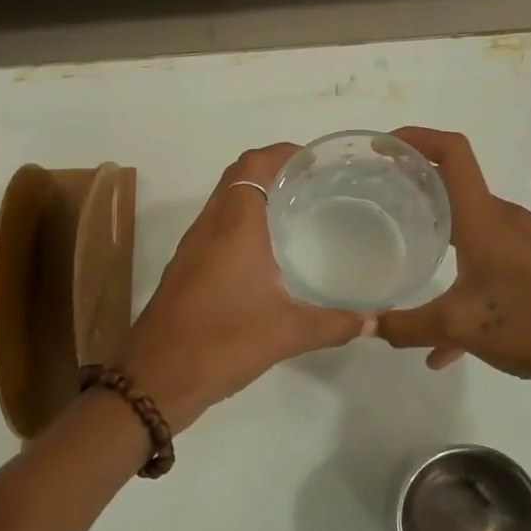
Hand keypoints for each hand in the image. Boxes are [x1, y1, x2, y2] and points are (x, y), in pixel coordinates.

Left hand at [115, 144, 372, 431]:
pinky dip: (241, 223)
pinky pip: (216, 227)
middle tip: (314, 183)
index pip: (254, 165)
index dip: (283, 153)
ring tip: (297, 210)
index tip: (316, 160)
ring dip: (255, 195)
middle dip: (273, 170)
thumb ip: (334, 324)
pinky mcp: (185, 268)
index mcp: (235, 226)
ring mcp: (193, 247)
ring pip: (224, 202)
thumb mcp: (287, 334)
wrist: (156, 378)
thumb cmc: (223, 343)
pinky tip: (267, 252)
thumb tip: (373, 320)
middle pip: (238, 177)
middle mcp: (210, 226)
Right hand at [375, 128, 530, 408]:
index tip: (381, 149)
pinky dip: (460, 280)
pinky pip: (485, 260)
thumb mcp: (457, 326)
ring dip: (435, 233)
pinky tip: (444, 343)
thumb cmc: (529, 325)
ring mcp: (521, 242)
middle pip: (455, 184)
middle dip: (415, 186)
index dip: (416, 139)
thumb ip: (405, 326)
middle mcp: (503, 219)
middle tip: (378, 199)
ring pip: (468, 225)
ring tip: (402, 254)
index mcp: (484, 219)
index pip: (452, 153)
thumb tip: (365, 326)